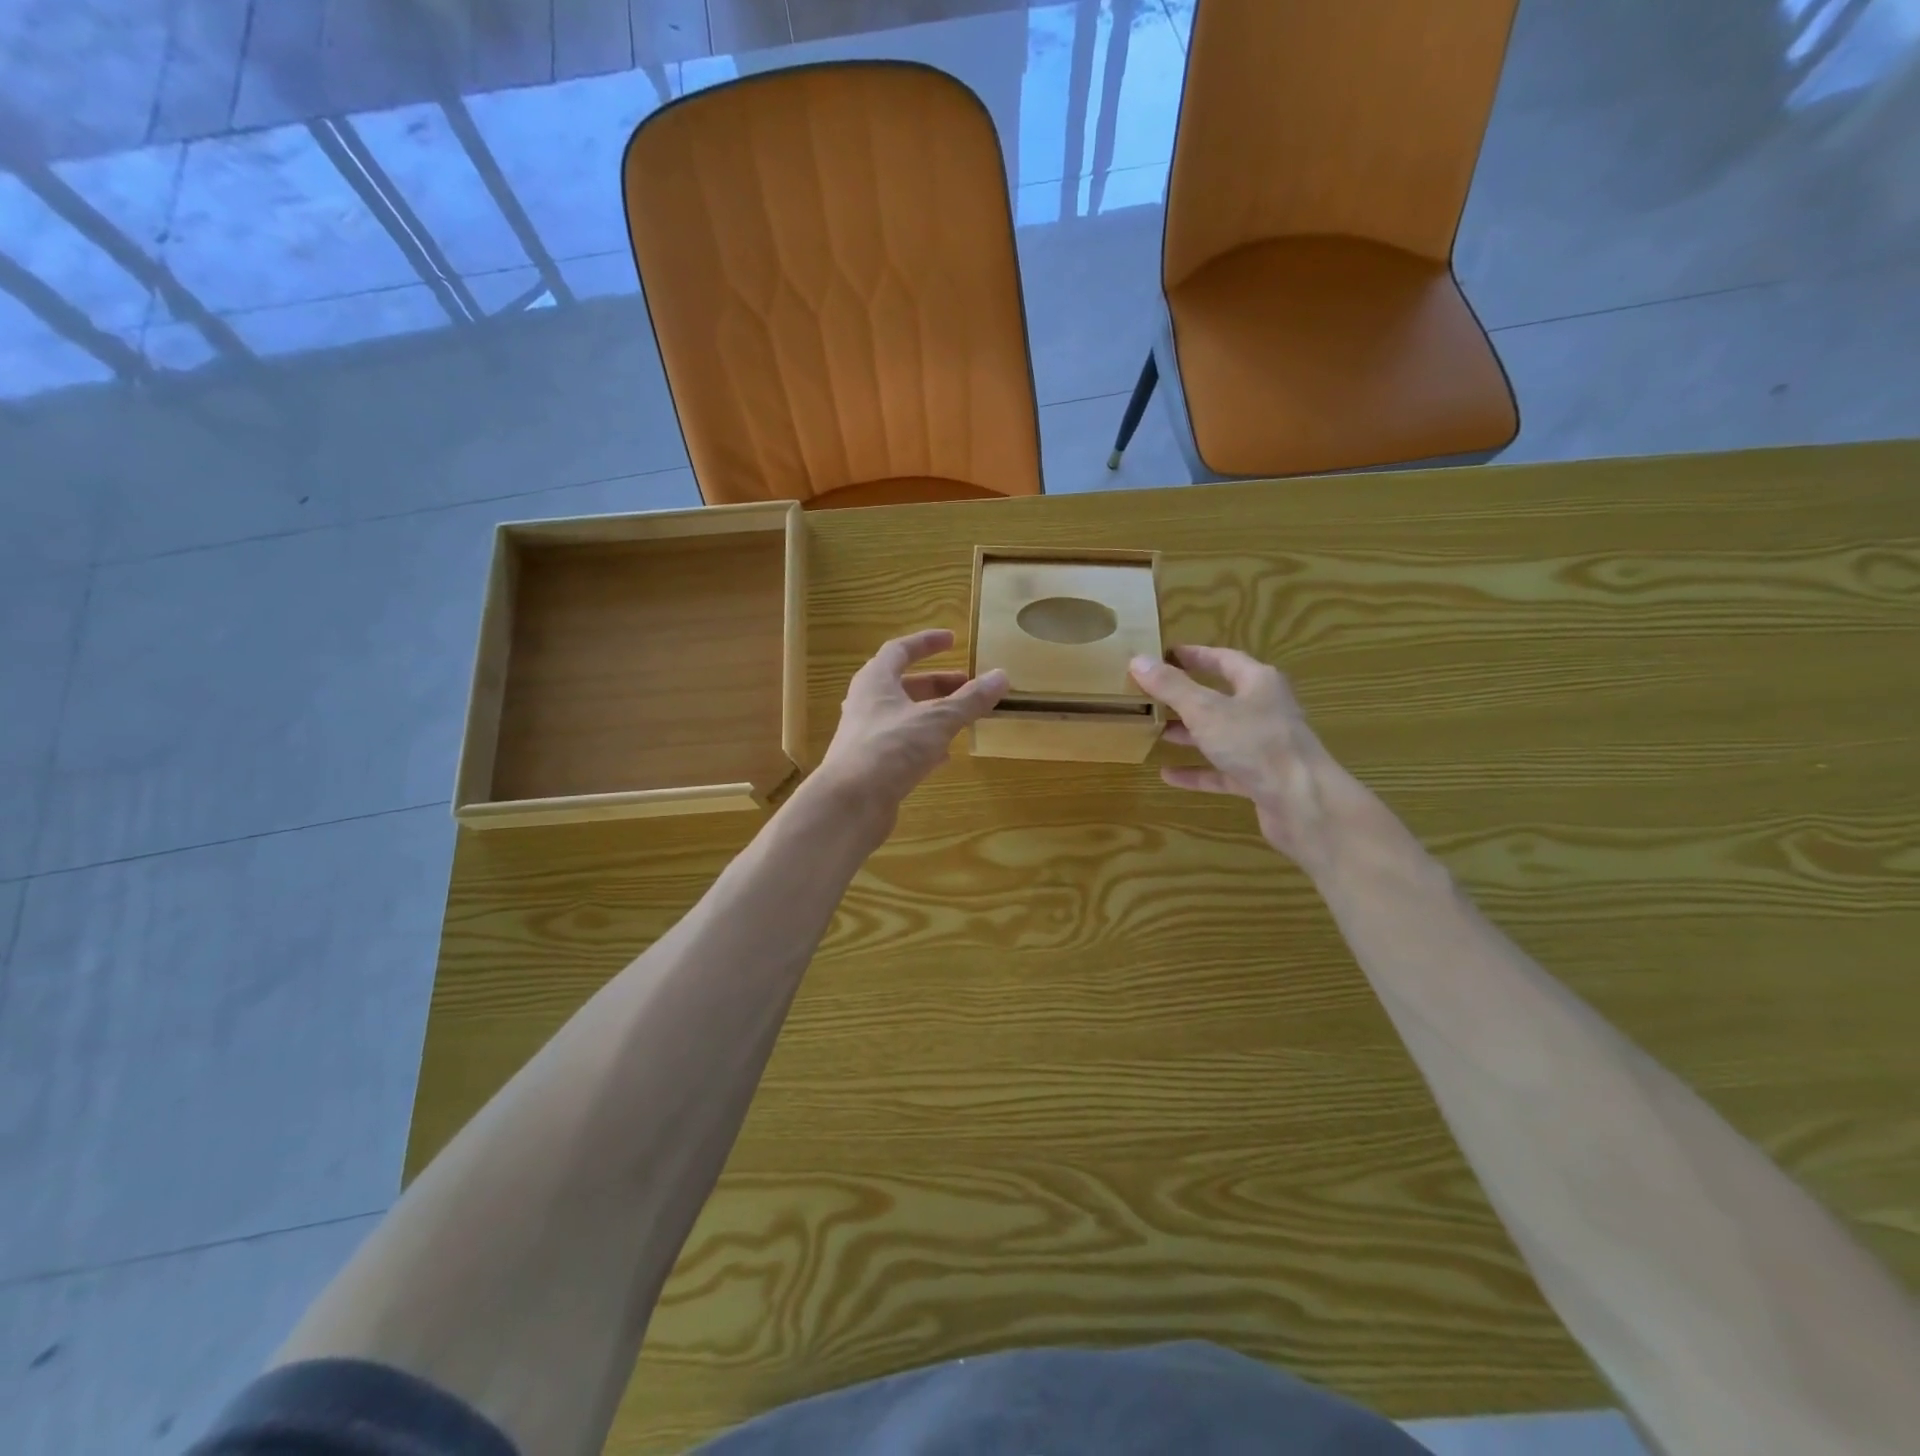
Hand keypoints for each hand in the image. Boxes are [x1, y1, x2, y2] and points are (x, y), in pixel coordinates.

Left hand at [817, 629, 1008, 821]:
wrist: (850, 803)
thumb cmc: (891, 748)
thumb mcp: (937, 720)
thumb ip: (970, 700)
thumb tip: (1001, 675)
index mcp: (875, 681)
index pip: (900, 650)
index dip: (926, 643)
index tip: (953, 640)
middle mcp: (867, 703)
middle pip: (904, 685)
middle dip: (937, 684)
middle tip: (968, 686)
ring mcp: (867, 736)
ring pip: (904, 716)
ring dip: (933, 714)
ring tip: (963, 719)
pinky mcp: (871, 765)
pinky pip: (902, 745)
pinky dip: (925, 743)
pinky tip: (945, 756)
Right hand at [1130, 646, 1355, 874]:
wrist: (1302, 803)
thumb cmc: (1256, 744)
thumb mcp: (1206, 711)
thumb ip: (1172, 687)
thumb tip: (1138, 659)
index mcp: (1258, 683)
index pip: (1224, 659)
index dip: (1194, 656)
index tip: (1165, 655)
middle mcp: (1264, 709)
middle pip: (1221, 697)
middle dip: (1187, 696)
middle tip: (1152, 695)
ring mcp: (1264, 746)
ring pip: (1220, 734)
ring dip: (1190, 733)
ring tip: (1156, 732)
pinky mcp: (1260, 778)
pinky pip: (1222, 770)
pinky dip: (1198, 771)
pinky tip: (1169, 775)